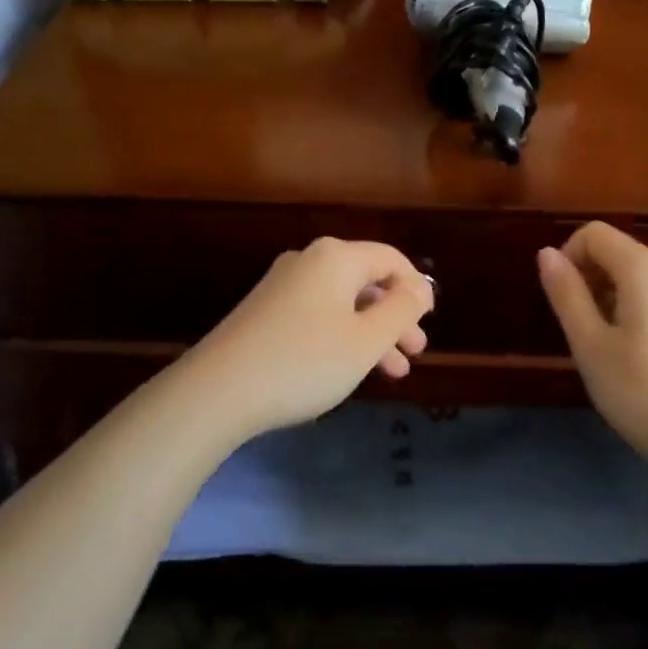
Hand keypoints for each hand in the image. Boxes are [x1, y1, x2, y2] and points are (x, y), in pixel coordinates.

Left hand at [183, 238, 434, 440]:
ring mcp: (282, 286)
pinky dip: (342, 337)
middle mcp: (308, 262)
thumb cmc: (305, 362)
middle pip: (366, 282)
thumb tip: (418, 287)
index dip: (415, 287)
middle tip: (415, 351)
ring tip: (394, 372)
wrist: (218, 390)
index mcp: (336, 258)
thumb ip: (400, 310)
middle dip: (395, 316)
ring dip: (371, 333)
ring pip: (343, 304)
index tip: (429, 320)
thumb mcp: (366, 340)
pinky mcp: (265, 312)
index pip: (390, 259)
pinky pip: (318, 315)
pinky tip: (350, 369)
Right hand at [537, 222, 647, 474]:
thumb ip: (566, 293)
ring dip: (614, 298)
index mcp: (647, 268)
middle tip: (580, 331)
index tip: (561, 299)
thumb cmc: (640, 392)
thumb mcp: (589, 344)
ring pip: (641, 279)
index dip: (568, 256)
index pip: (595, 234)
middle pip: (619, 254)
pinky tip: (640, 357)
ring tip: (608, 348)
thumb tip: (547, 254)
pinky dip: (641, 312)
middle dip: (591, 280)